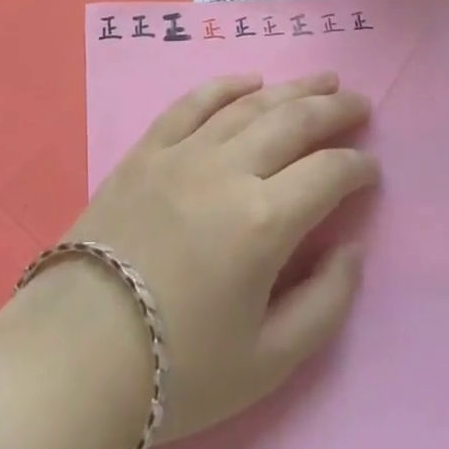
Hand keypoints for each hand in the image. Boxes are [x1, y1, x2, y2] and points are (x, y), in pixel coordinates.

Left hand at [55, 72, 378, 444]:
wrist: (77, 354)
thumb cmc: (179, 369)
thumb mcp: (268, 363)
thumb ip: (324, 304)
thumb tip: (352, 250)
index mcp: (264, 221)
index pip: (327, 174)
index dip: (357, 167)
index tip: (372, 169)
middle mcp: (228, 169)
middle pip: (293, 122)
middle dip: (334, 110)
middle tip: (360, 102)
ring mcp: (183, 152)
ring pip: (248, 105)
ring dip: (290, 88)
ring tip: (321, 79)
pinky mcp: (147, 150)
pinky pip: (192, 103)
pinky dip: (224, 86)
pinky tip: (247, 80)